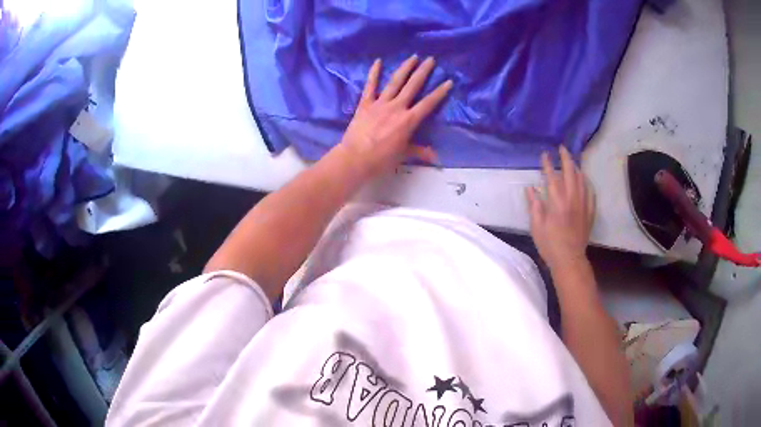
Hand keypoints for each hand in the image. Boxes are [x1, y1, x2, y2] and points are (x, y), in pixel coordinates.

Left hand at [339, 56, 452, 176]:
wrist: (355, 158)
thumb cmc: (381, 160)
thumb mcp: (403, 155)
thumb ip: (419, 152)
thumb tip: (435, 157)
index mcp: (408, 120)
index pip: (428, 104)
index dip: (439, 92)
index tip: (448, 81)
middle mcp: (396, 107)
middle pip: (413, 86)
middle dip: (423, 71)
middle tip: (431, 59)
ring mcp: (380, 103)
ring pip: (395, 82)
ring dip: (405, 68)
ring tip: (413, 57)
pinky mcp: (365, 104)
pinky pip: (370, 86)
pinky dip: (374, 73)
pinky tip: (378, 61)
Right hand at [526, 146, 594, 270]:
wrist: (569, 259)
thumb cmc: (550, 244)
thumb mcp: (536, 226)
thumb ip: (534, 205)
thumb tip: (531, 188)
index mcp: (557, 202)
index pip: (552, 177)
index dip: (548, 164)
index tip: (545, 154)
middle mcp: (572, 199)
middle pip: (570, 173)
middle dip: (566, 158)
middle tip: (562, 148)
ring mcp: (583, 205)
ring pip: (582, 180)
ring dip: (577, 168)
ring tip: (573, 161)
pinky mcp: (590, 213)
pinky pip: (590, 193)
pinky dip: (587, 184)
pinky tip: (585, 181)